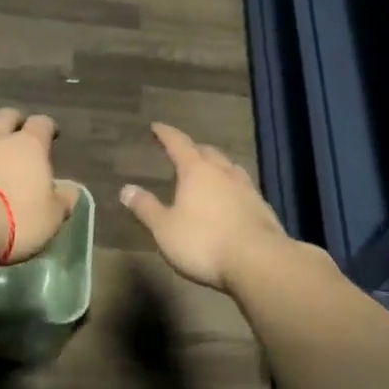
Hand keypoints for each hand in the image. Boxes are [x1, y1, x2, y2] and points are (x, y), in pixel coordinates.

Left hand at [0, 107, 76, 266]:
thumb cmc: (16, 219)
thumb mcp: (52, 217)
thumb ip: (63, 200)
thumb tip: (71, 190)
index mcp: (28, 146)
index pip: (41, 124)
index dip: (47, 127)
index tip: (50, 134)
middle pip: (4, 115)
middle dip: (12, 118)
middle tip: (16, 128)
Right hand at [120, 123, 293, 292]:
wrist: (259, 262)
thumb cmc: (204, 242)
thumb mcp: (165, 229)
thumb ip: (146, 208)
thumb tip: (126, 189)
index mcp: (196, 171)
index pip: (178, 144)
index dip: (166, 134)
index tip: (156, 127)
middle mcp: (223, 172)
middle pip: (207, 152)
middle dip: (193, 150)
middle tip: (182, 152)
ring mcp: (247, 188)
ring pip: (229, 167)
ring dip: (216, 166)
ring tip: (209, 171)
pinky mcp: (262, 207)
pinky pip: (243, 188)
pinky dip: (232, 187)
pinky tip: (231, 200)